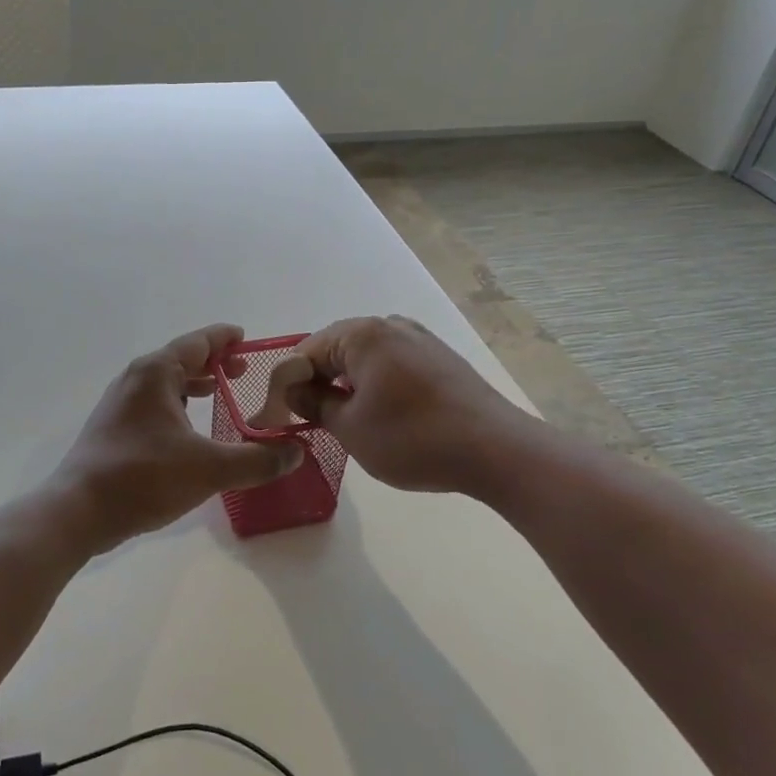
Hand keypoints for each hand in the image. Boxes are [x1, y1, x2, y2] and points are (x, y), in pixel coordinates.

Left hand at [52, 324, 304, 544]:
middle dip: (212, 363)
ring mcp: (118, 403)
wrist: (77, 510)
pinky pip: (152, 404)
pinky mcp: (111, 427)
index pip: (198, 342)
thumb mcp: (210, 469)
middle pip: (180, 359)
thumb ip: (257, 460)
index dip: (225, 339)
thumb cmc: (143, 478)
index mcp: (156, 373)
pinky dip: (175, 405)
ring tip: (217, 394)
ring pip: (164, 383)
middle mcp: (135, 379)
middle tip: (242, 372)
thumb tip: (297, 453)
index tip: (246, 337)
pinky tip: (187, 430)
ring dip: (192, 385)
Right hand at [263, 316, 525, 495]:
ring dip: (346, 384)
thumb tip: (293, 390)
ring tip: (342, 421)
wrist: (496, 450)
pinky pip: (391, 364)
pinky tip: (379, 414)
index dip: (286, 385)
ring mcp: (419, 339)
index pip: (306, 352)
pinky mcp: (440, 358)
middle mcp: (390, 325)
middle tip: (307, 420)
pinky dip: (375, 384)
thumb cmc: (413, 438)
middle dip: (317, 382)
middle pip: (336, 349)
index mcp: (362, 333)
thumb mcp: (350, 427)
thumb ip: (314, 403)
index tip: (279, 417)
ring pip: (365, 358)